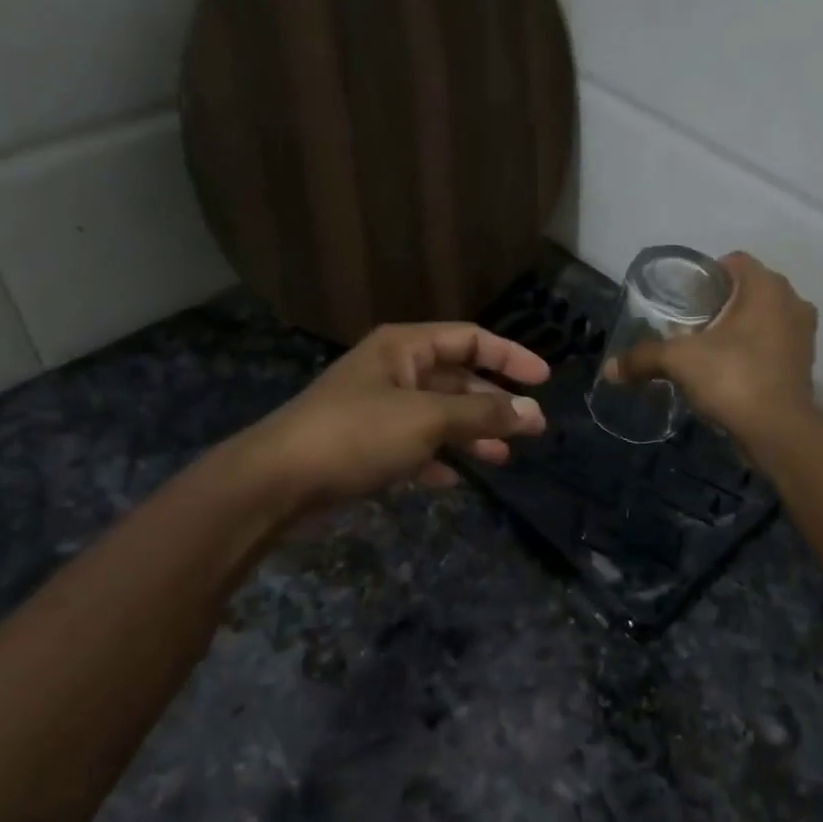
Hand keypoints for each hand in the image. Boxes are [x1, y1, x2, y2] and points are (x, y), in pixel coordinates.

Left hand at [240, 322, 549, 509]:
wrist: (278, 482)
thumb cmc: (357, 434)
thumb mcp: (427, 420)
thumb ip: (483, 415)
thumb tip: (533, 413)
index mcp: (404, 348)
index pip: (469, 338)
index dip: (509, 355)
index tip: (544, 380)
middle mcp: (393, 372)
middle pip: (457, 379)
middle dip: (494, 403)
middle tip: (533, 429)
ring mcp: (379, 410)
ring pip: (439, 417)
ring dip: (472, 435)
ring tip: (503, 458)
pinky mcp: (367, 447)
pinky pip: (415, 448)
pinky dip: (438, 460)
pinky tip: (456, 480)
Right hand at [609, 252, 817, 442]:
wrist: (777, 431)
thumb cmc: (732, 378)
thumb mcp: (679, 361)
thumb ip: (643, 358)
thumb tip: (609, 369)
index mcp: (767, 287)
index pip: (733, 262)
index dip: (705, 275)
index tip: (684, 299)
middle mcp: (792, 302)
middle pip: (748, 291)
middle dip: (720, 305)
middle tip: (690, 325)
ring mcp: (803, 334)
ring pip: (763, 319)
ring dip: (738, 329)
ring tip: (707, 350)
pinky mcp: (803, 364)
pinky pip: (772, 345)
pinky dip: (752, 352)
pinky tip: (728, 371)